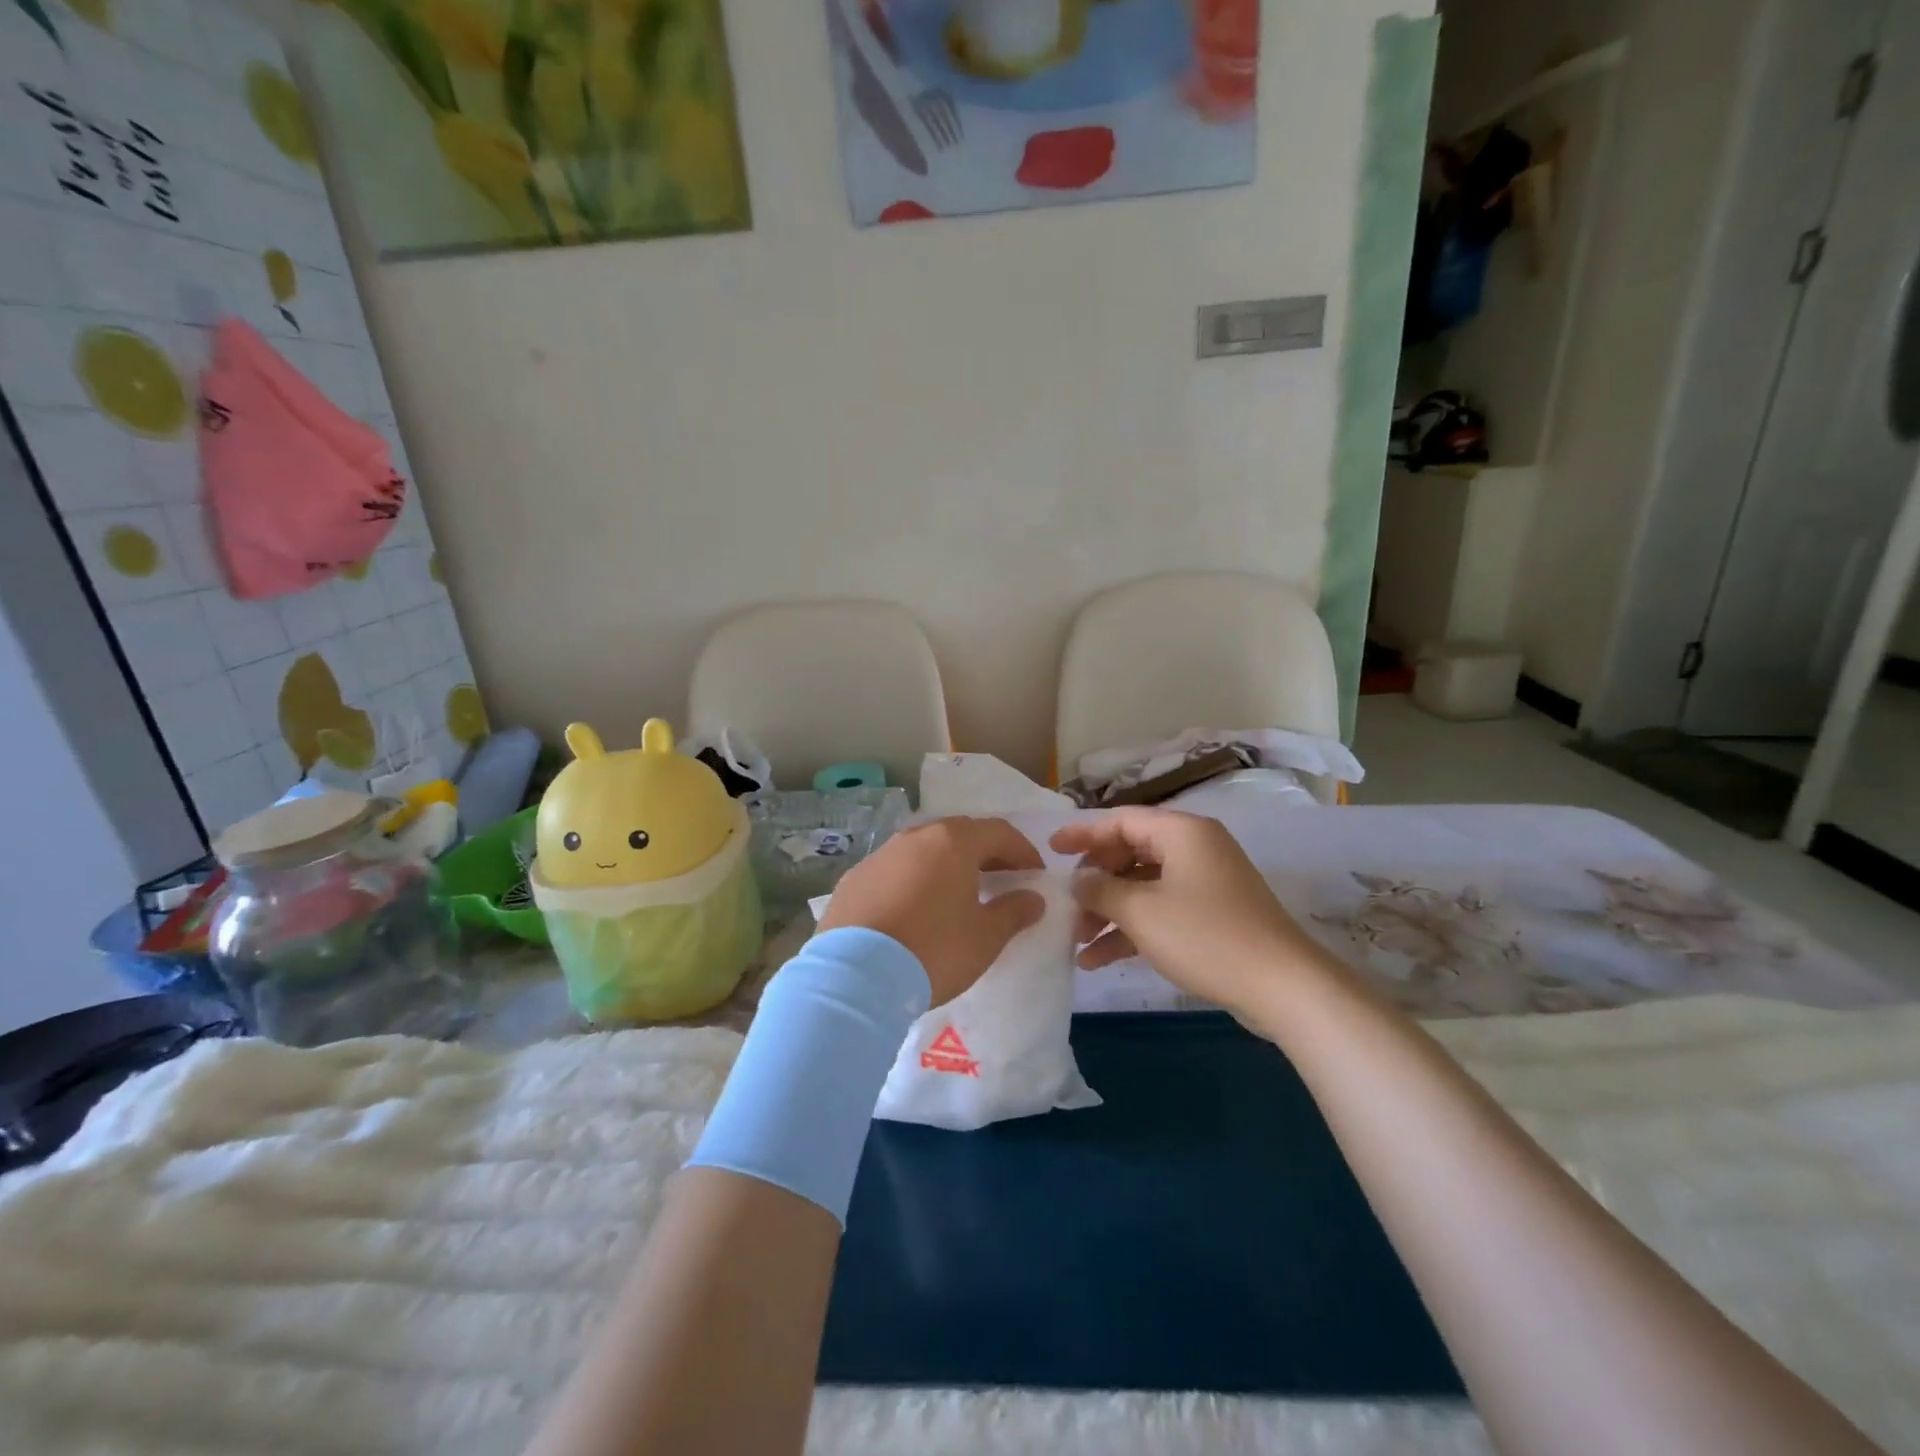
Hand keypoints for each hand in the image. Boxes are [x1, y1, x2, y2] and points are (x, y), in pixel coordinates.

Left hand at [819, 817, 1045, 1005]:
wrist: (854, 977)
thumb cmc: (933, 950)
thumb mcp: (985, 937)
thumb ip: (1014, 912)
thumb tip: (1033, 898)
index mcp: (952, 842)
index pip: (998, 832)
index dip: (1023, 851)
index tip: (1035, 876)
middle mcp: (915, 837)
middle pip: (959, 834)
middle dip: (985, 854)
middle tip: (1001, 881)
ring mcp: (880, 856)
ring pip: (924, 850)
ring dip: (947, 865)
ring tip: (959, 895)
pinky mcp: (854, 879)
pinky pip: (895, 870)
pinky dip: (914, 881)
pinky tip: (916, 910)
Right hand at [1049, 809, 1325, 1016]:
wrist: (1283, 986)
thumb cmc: (1206, 936)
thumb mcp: (1141, 911)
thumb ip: (1100, 889)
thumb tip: (1077, 879)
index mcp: (1181, 832)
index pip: (1120, 821)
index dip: (1082, 834)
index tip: (1050, 851)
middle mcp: (1194, 848)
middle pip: (1130, 853)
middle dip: (1094, 883)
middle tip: (1067, 906)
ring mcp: (1205, 882)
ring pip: (1143, 886)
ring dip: (1109, 911)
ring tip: (1077, 942)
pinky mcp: (1212, 914)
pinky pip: (1161, 910)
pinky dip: (1133, 929)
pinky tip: (1100, 959)